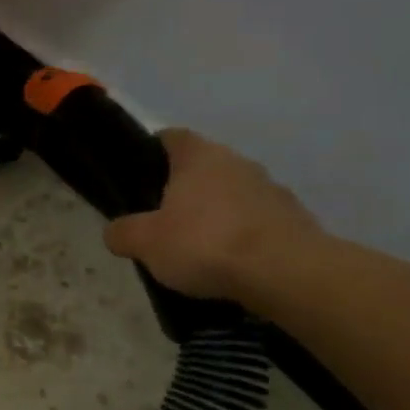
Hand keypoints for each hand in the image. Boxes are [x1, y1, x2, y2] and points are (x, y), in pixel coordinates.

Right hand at [103, 128, 322, 301]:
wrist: (284, 272)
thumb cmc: (205, 243)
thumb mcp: (144, 242)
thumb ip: (122, 233)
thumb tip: (116, 231)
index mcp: (199, 156)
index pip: (171, 137)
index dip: (152, 152)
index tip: (139, 176)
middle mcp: (237, 162)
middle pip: (202, 167)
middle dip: (182, 189)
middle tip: (161, 220)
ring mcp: (271, 188)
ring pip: (231, 194)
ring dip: (215, 213)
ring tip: (196, 248)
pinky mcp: (293, 218)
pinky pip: (255, 221)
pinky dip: (240, 235)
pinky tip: (228, 263)